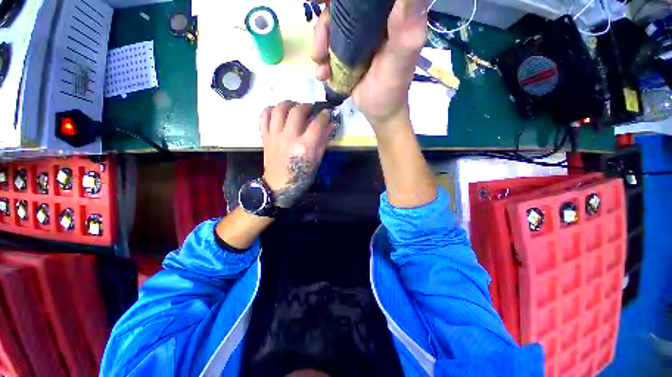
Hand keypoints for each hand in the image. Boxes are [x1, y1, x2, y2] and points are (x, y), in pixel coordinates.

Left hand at [260, 101, 332, 207]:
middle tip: (311, 109)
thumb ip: (323, 142)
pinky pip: (264, 116)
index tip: (327, 113)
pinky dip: (270, 109)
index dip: (324, 115)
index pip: (317, 124)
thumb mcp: (316, 161)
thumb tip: (330, 125)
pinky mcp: (265, 137)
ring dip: (289, 104)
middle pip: (297, 111)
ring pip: (279, 109)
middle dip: (307, 106)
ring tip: (294, 107)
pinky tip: (278, 111)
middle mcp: (289, 138)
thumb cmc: (300, 176)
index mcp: (304, 147)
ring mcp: (274, 136)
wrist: (278, 185)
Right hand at [312, 0, 427, 126]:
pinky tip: (322, 74)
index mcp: (389, 15)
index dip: (344, 4)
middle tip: (320, 50)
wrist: (379, 112)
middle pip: (341, 10)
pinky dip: (321, 59)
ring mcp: (356, 38)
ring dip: (319, 46)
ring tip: (322, 68)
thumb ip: (406, 26)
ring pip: (330, 27)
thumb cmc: (392, 88)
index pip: (362, 0)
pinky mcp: (345, 53)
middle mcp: (371, 22)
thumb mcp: (401, 57)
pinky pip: (327, 46)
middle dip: (325, 27)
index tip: (330, 9)